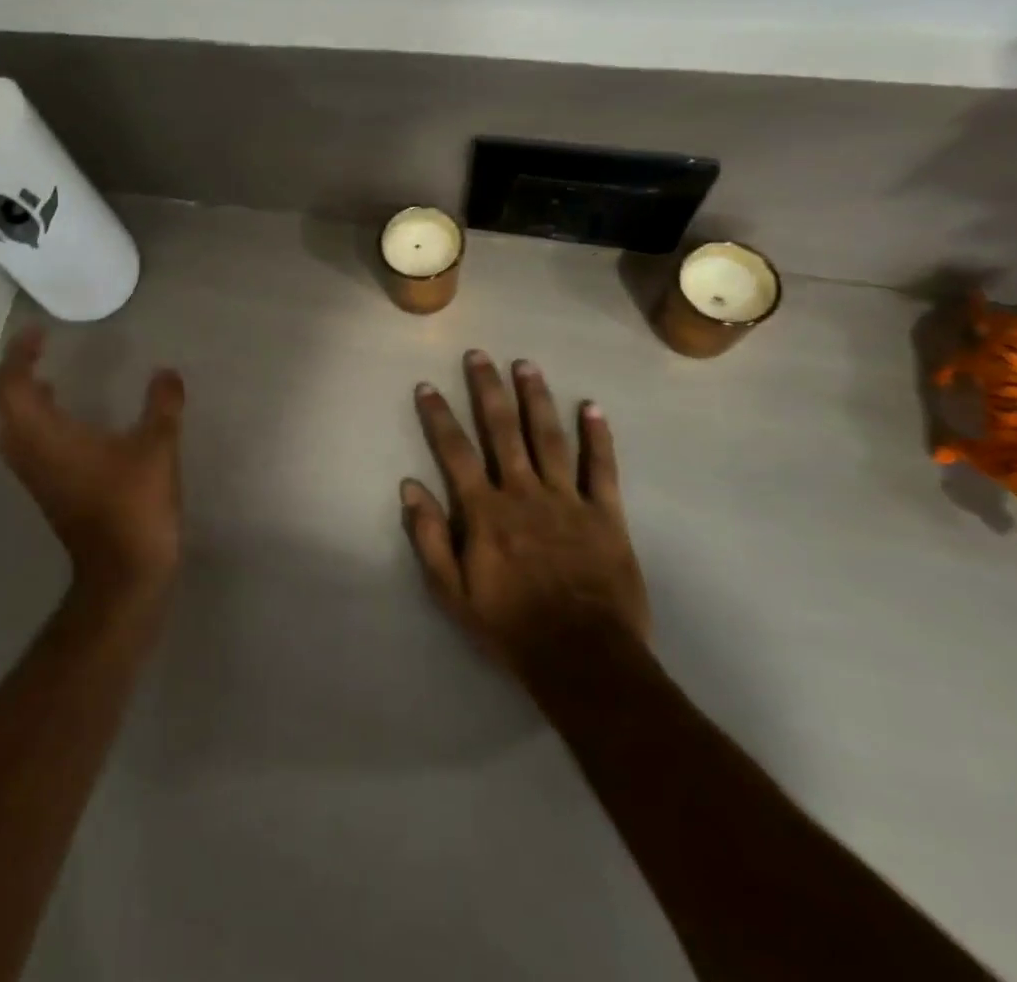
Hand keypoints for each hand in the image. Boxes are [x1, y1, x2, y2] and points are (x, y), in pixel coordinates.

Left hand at [0, 325, 185, 602]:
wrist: (124, 573)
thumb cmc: (135, 507)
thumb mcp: (157, 448)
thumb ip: (162, 405)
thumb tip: (166, 372)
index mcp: (48, 437)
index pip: (13, 387)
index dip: (19, 356)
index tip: (38, 333)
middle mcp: (30, 453)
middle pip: (0, 405)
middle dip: (12, 372)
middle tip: (35, 349)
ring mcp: (35, 475)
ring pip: (7, 426)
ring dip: (18, 396)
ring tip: (44, 374)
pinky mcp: (46, 489)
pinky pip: (23, 442)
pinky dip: (31, 418)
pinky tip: (61, 412)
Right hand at [401, 350, 649, 675]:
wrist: (583, 660)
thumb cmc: (510, 626)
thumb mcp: (452, 592)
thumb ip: (430, 537)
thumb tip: (410, 487)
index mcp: (485, 511)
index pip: (455, 452)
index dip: (439, 417)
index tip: (427, 387)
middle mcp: (523, 493)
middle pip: (502, 430)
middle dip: (487, 390)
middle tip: (479, 355)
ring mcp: (567, 500)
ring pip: (548, 438)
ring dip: (535, 398)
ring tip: (525, 365)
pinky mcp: (605, 515)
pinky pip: (601, 469)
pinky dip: (597, 437)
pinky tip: (591, 406)